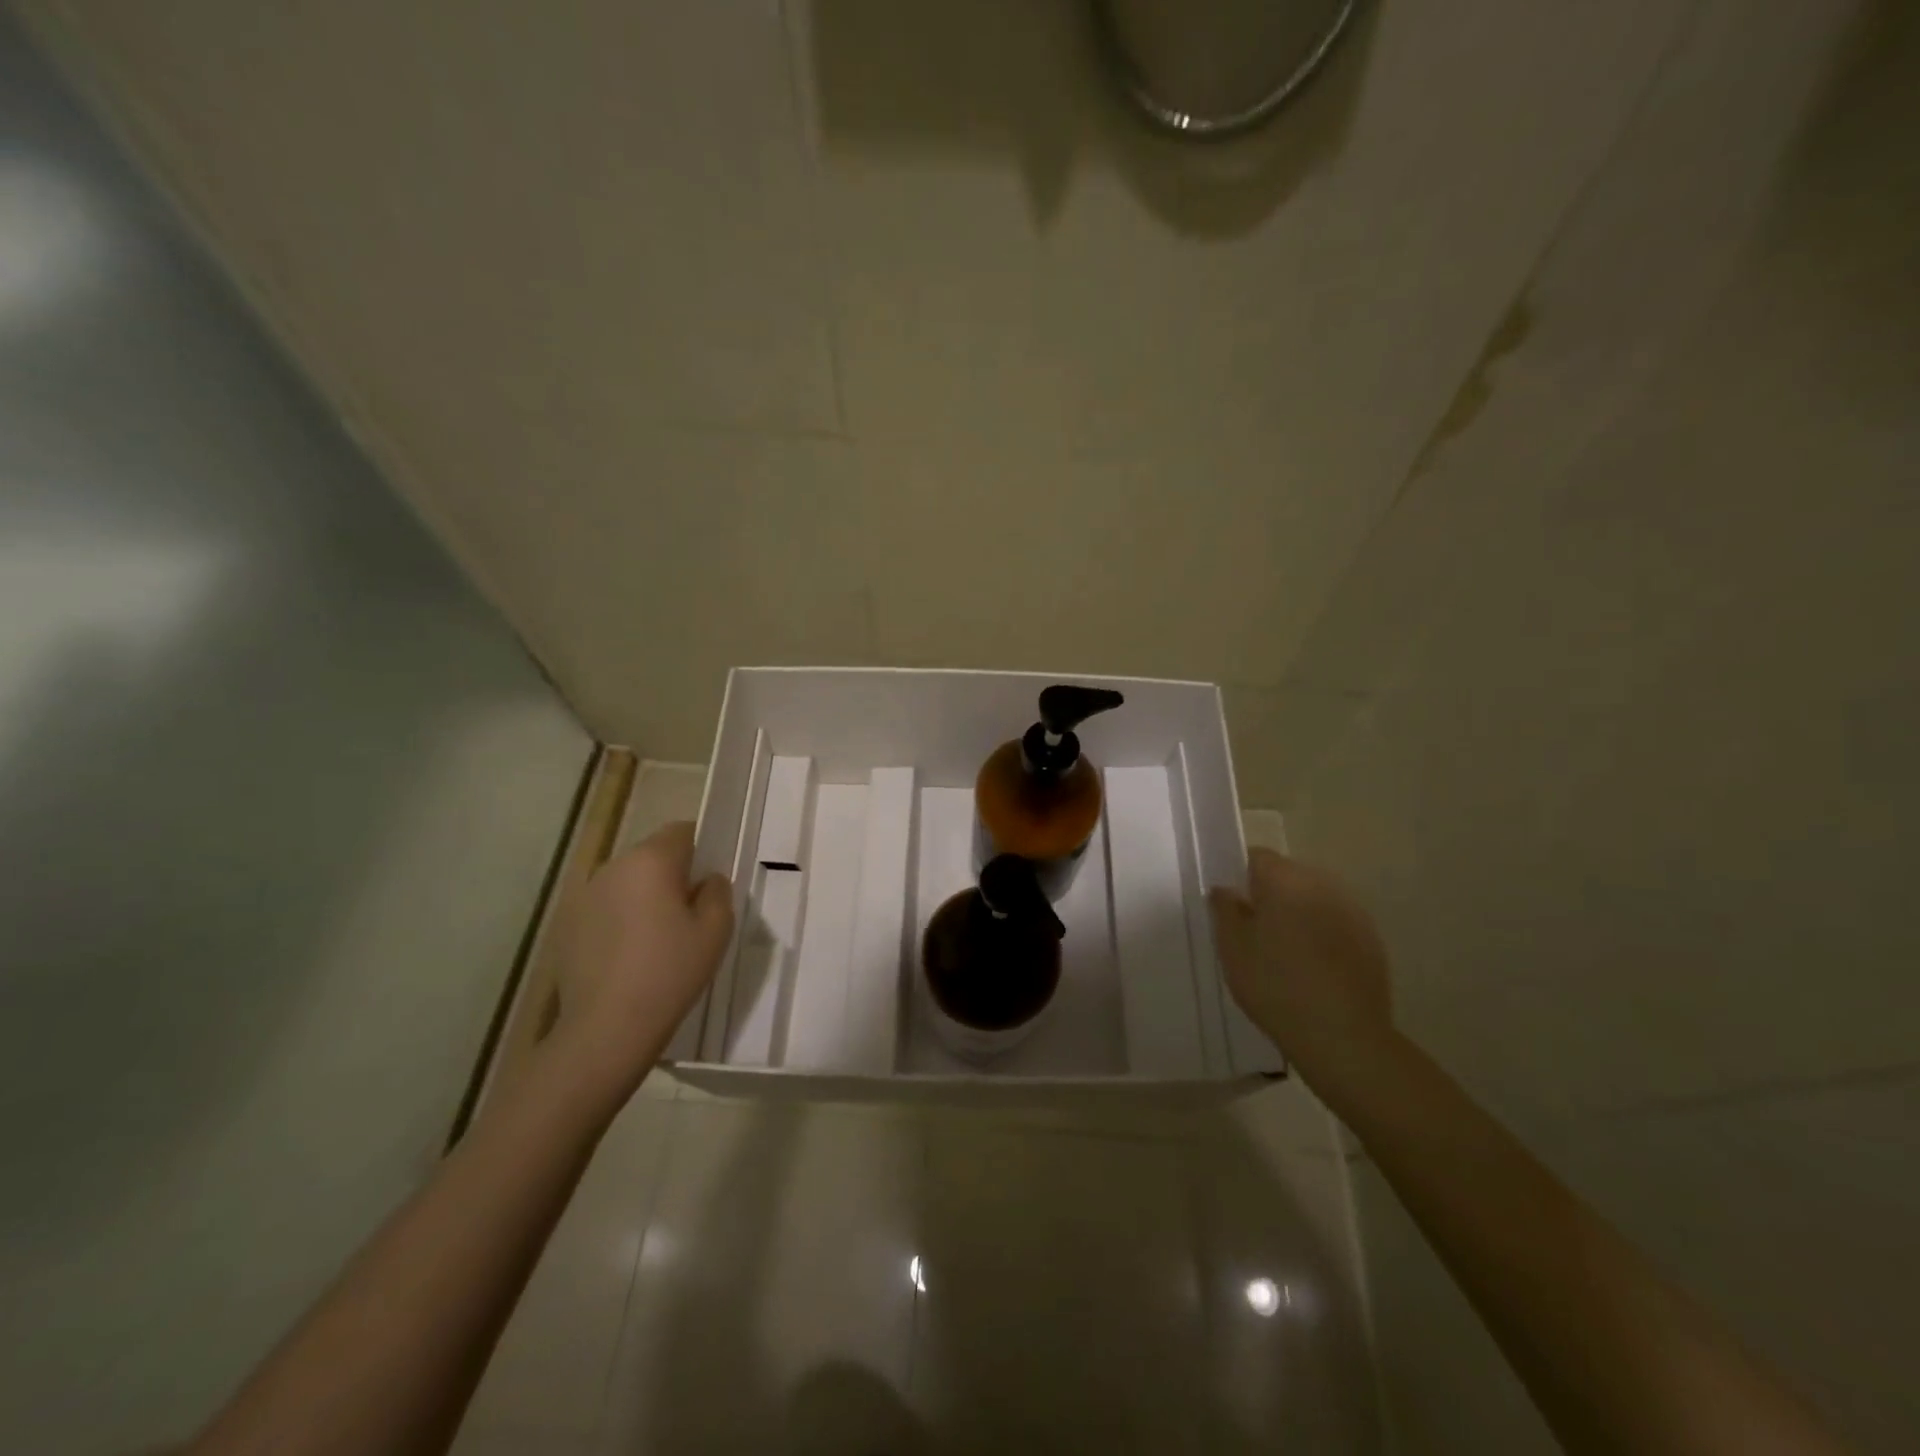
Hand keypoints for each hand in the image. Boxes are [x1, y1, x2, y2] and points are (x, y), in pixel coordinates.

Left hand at [551, 821, 732, 1098]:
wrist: (606, 1029)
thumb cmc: (670, 972)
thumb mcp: (716, 930)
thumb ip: (718, 892)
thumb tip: (707, 880)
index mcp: (650, 861)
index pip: (681, 832)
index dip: (700, 850)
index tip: (708, 883)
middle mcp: (612, 868)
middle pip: (651, 856)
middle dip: (671, 875)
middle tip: (689, 915)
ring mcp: (583, 896)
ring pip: (627, 882)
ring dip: (644, 897)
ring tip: (658, 939)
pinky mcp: (566, 925)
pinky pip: (605, 908)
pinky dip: (620, 920)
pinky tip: (630, 956)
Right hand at [1209, 849, 1394, 1081]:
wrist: (1344, 1037)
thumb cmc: (1275, 986)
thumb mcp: (1232, 949)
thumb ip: (1225, 910)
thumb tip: (1226, 889)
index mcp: (1285, 881)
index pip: (1258, 857)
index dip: (1240, 876)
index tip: (1232, 905)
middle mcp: (1322, 885)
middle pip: (1289, 875)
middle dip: (1270, 894)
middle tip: (1253, 931)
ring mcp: (1352, 912)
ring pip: (1314, 899)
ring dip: (1298, 913)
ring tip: (1284, 951)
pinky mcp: (1371, 940)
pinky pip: (1336, 923)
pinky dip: (1322, 934)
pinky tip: (1312, 968)